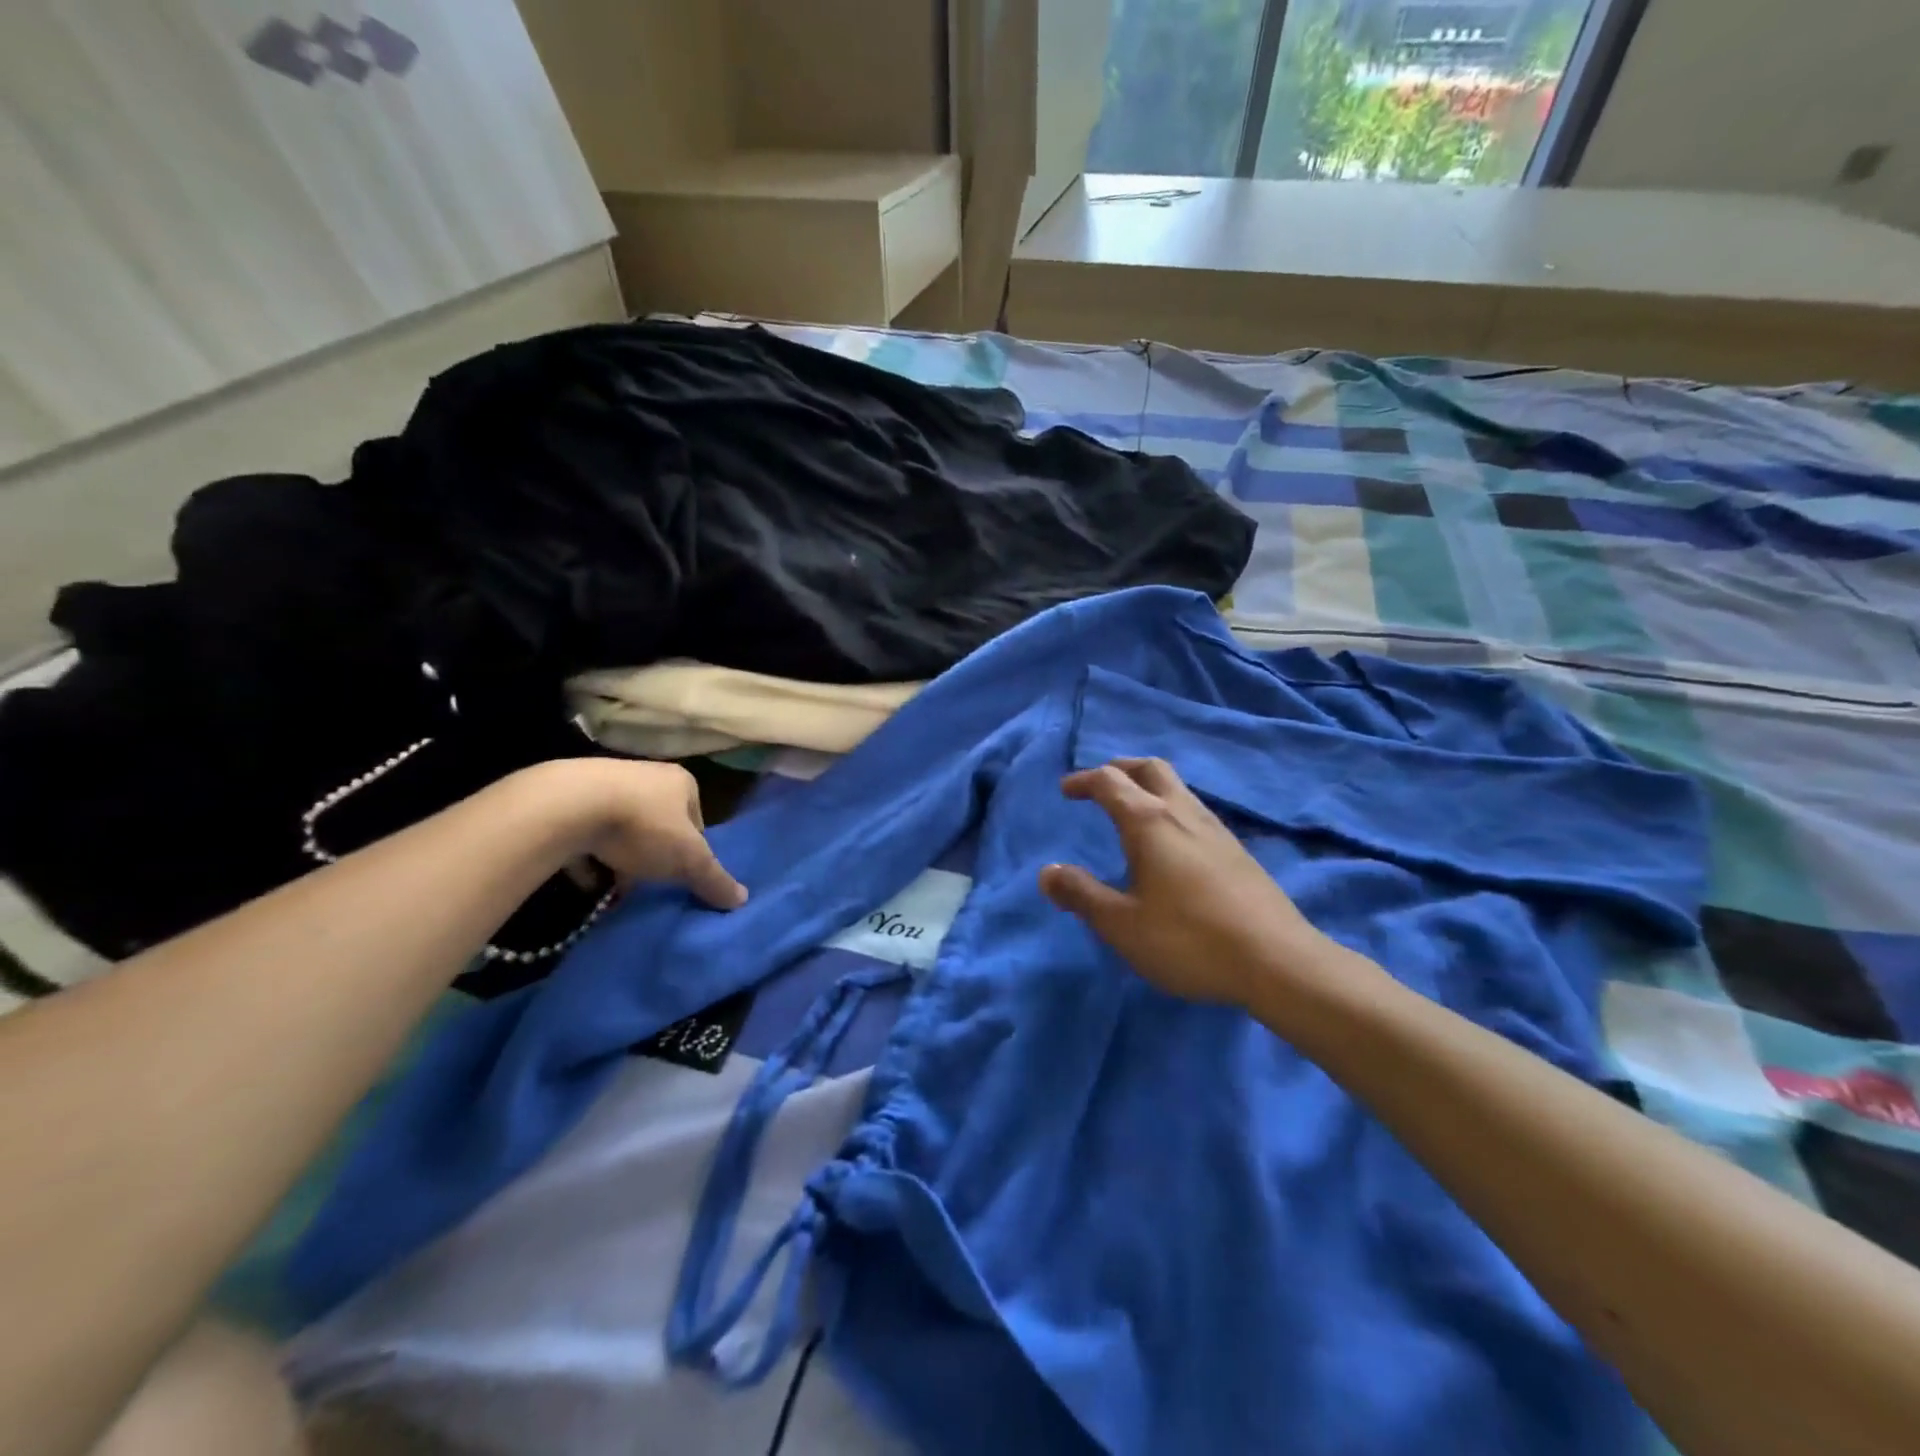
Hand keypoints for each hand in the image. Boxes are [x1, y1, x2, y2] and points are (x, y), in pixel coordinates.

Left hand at [539, 759, 747, 909]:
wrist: (567, 806)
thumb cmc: (643, 826)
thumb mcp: (688, 859)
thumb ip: (714, 879)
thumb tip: (742, 900)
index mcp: (682, 782)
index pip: (698, 819)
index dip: (693, 849)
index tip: (682, 874)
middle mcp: (647, 775)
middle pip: (660, 823)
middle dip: (657, 854)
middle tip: (652, 882)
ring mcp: (606, 784)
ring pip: (624, 828)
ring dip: (623, 857)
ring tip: (619, 886)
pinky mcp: (570, 799)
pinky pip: (587, 833)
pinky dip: (590, 856)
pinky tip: (588, 880)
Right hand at [1038, 757, 1340, 1006]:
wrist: (1277, 960)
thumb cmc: (1188, 940)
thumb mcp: (1122, 925)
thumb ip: (1082, 895)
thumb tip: (1047, 872)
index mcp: (1149, 822)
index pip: (1110, 782)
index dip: (1084, 781)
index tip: (1066, 790)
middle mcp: (1183, 813)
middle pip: (1150, 769)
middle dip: (1121, 769)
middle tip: (1101, 784)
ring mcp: (1216, 829)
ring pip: (1177, 788)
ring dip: (1148, 786)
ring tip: (1132, 811)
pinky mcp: (1237, 850)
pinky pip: (1194, 810)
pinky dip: (1170, 808)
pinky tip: (1171, 843)